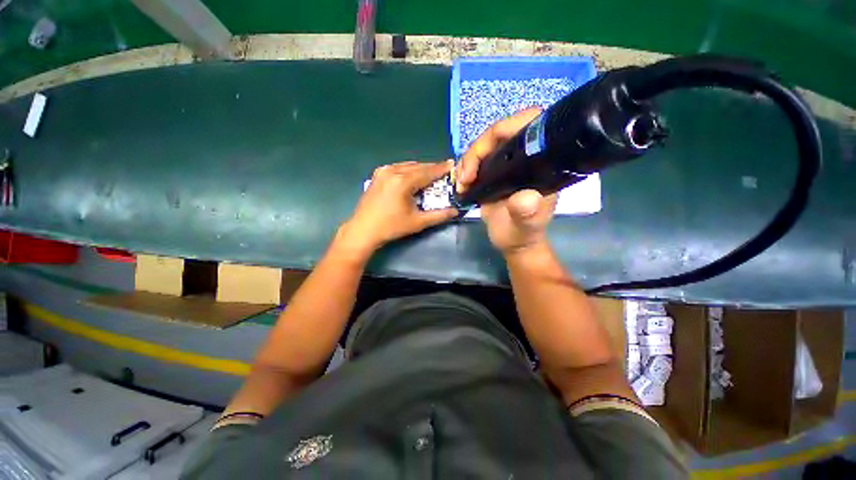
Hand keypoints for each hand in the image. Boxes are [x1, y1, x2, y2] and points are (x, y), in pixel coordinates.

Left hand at [337, 161, 457, 258]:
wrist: (363, 230)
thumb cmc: (391, 227)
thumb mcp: (417, 222)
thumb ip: (439, 215)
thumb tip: (455, 211)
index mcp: (403, 181)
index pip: (427, 172)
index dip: (441, 169)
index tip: (452, 165)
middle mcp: (392, 171)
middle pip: (418, 166)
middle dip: (432, 169)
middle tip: (444, 172)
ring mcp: (383, 171)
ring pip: (408, 166)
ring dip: (421, 169)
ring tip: (431, 175)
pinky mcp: (377, 175)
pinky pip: (398, 168)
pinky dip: (409, 170)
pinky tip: (413, 178)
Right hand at [456, 108, 557, 255]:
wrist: (512, 242)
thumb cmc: (522, 234)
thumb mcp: (525, 226)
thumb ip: (527, 213)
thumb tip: (526, 198)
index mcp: (541, 163)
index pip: (529, 125)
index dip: (505, 127)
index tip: (483, 152)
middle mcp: (525, 157)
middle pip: (499, 133)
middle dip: (478, 150)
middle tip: (466, 177)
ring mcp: (507, 164)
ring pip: (485, 146)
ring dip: (468, 160)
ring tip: (462, 184)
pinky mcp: (494, 172)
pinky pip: (477, 159)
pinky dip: (465, 168)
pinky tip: (461, 184)